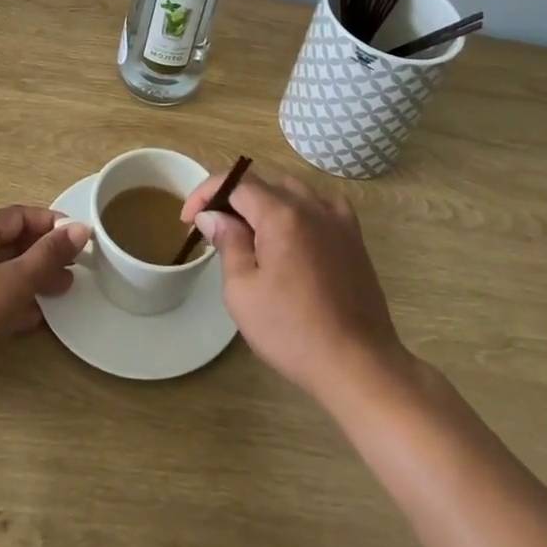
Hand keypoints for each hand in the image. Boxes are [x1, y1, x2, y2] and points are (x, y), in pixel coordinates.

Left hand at [0, 206, 88, 410]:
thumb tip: (81, 228)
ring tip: (61, 290)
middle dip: (43, 254)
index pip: (17, 216)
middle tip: (73, 268)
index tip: (77, 237)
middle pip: (9, 243)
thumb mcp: (15, 283)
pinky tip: (35, 317)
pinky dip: (13, 300)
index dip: (49, 223)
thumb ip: (49, 254)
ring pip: (1, 271)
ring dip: (32, 278)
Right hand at [183, 169, 408, 402]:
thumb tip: (213, 215)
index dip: (206, 194)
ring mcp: (337, 218)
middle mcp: (311, 205)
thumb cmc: (292, 331)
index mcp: (281, 213)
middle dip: (233, 203)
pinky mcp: (354, 237)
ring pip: (292, 192)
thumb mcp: (243, 291)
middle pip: (263, 186)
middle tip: (217, 234)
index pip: (235, 182)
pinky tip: (295, 235)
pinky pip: (321, 206)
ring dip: (266, 205)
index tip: (188, 219)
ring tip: (253, 237)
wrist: (358, 364)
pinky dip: (301, 211)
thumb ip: (227, 243)